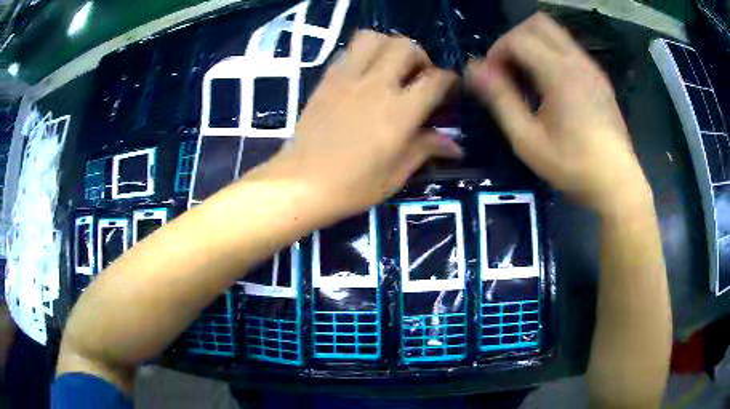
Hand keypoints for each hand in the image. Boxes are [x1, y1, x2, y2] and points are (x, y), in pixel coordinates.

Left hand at [271, 30, 461, 219]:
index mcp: (399, 113)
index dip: (449, 81)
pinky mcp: (327, 79)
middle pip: (406, 47)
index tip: (449, 91)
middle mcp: (375, 86)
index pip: (436, 80)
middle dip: (420, 57)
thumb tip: (455, 145)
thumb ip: (426, 149)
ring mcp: (347, 78)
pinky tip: (365, 75)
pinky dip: (364, 53)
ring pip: (374, 37)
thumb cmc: (352, 187)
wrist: (301, 183)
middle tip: (418, 77)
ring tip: (391, 68)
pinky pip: (349, 50)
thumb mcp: (396, 174)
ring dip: (389, 47)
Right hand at [466, 13, 647, 213]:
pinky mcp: (599, 78)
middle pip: (537, 23)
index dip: (496, 52)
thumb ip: (500, 99)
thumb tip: (473, 69)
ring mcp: (591, 67)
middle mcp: (577, 60)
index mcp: (559, 72)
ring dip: (533, 45)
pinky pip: (569, 49)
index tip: (491, 78)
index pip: (517, 38)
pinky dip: (551, 55)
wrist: (618, 184)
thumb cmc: (573, 166)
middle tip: (508, 70)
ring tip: (527, 79)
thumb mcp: (528, 140)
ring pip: (555, 33)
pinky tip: (550, 86)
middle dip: (514, 39)